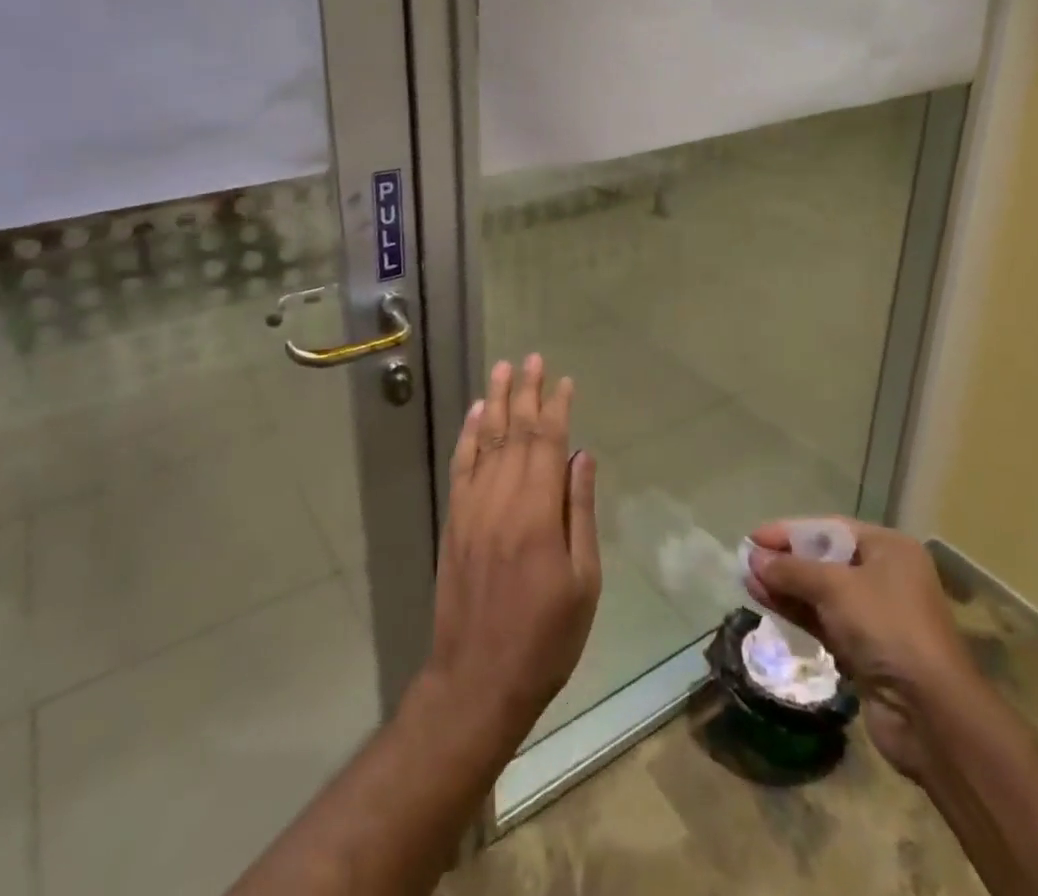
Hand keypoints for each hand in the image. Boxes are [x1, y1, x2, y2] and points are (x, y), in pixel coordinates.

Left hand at [419, 355, 600, 754]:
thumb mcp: (583, 582)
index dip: (557, 407)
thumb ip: (579, 512)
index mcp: (538, 513)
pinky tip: (476, 413)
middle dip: (527, 392)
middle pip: (516, 432)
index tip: (565, 380)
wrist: (478, 679)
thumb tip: (581, 456)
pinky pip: (462, 465)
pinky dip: (469, 435)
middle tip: (532, 358)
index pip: (548, 443)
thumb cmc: (545, 637)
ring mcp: (472, 507)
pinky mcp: (454, 520)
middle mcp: (502, 499)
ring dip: (497, 402)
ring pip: (486, 441)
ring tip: (504, 369)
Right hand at [743, 518, 971, 778]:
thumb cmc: (887, 628)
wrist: (931, 714)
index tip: (753, 537)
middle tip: (746, 561)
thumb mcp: (835, 587)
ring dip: (785, 586)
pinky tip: (766, 602)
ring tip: (748, 581)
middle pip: (824, 559)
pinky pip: (823, 620)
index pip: (829, 529)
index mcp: (889, 549)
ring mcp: (875, 616)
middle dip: (785, 560)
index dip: (789, 531)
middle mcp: (884, 576)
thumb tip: (753, 559)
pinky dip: (797, 610)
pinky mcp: (864, 650)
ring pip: (820, 592)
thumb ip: (792, 570)